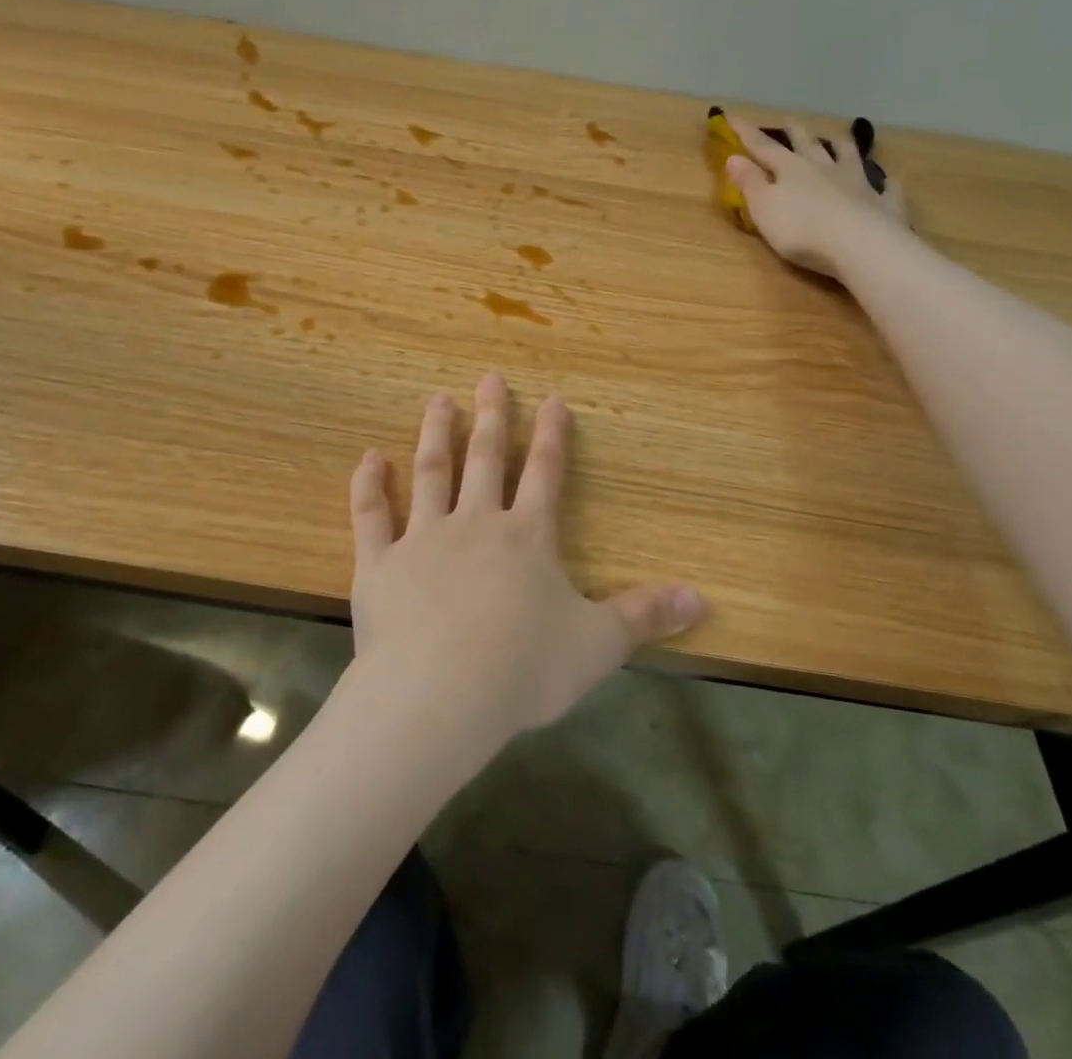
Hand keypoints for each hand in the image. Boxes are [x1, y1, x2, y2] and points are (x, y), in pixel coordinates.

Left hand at [349, 372, 705, 742]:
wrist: (438, 695)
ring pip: (430, 473)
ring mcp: (422, 539)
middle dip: (490, 416)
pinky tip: (369, 458)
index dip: (551, 435)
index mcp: (526, 537)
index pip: (544, 473)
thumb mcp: (597, 645)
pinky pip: (371, 515)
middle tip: (488, 377)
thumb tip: (703, 598)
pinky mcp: (379, 563)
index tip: (552, 399)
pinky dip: (369, 485)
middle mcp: (474, 524)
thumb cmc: (523, 668)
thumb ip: (645, 616)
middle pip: (484, 459)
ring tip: (438, 400)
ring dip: (435, 435)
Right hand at [724, 116, 910, 279]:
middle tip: (789, 122)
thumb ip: (749, 182)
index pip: (763, 147)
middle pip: (808, 144)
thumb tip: (733, 157)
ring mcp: (858, 183)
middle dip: (796, 133)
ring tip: (839, 139)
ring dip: (842, 147)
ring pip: (849, 156)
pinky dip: (886, 182)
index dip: (746, 133)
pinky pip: (886, 188)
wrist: (859, 245)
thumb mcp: (763, 207)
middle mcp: (825, 167)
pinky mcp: (882, 203)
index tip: (732, 117)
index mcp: (791, 168)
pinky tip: (889, 180)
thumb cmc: (801, 229)